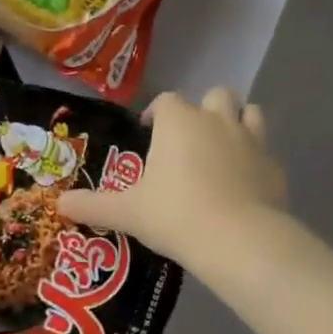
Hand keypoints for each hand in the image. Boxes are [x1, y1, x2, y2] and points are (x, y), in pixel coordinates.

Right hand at [57, 87, 285, 270]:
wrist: (238, 239)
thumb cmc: (175, 215)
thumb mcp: (128, 213)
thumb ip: (93, 206)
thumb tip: (58, 205)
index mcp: (180, 122)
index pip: (167, 101)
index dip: (157, 112)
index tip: (148, 130)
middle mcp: (217, 120)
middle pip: (215, 94)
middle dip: (204, 108)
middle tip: (190, 137)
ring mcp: (251, 140)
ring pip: (249, 111)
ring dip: (237, 121)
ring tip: (223, 147)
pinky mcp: (274, 166)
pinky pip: (266, 151)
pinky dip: (256, 160)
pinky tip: (246, 182)